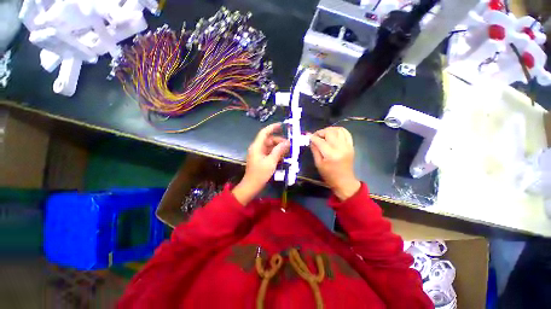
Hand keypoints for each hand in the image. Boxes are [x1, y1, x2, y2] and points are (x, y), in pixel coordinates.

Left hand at [233, 123, 289, 204]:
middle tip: (289, 144)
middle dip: (279, 141)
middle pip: (269, 140)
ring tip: (288, 150)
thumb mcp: (271, 162)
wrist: (251, 186)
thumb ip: (279, 151)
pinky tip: (283, 156)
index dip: (272, 127)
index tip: (282, 125)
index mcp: (257, 146)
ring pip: (270, 146)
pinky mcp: (261, 159)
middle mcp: (257, 148)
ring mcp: (259, 154)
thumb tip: (287, 143)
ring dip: (278, 147)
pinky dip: (276, 153)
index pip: (264, 132)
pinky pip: (269, 153)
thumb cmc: (260, 174)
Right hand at [310, 127, 360, 200]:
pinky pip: (346, 133)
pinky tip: (333, 133)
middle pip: (330, 132)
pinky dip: (339, 130)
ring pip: (338, 130)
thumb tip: (311, 140)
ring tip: (324, 134)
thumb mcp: (318, 164)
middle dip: (321, 132)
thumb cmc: (329, 175)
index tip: (308, 136)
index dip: (313, 137)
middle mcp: (340, 148)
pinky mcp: (351, 146)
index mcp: (331, 154)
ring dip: (329, 129)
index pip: (320, 141)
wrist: (344, 181)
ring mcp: (347, 146)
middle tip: (316, 136)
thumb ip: (315, 150)